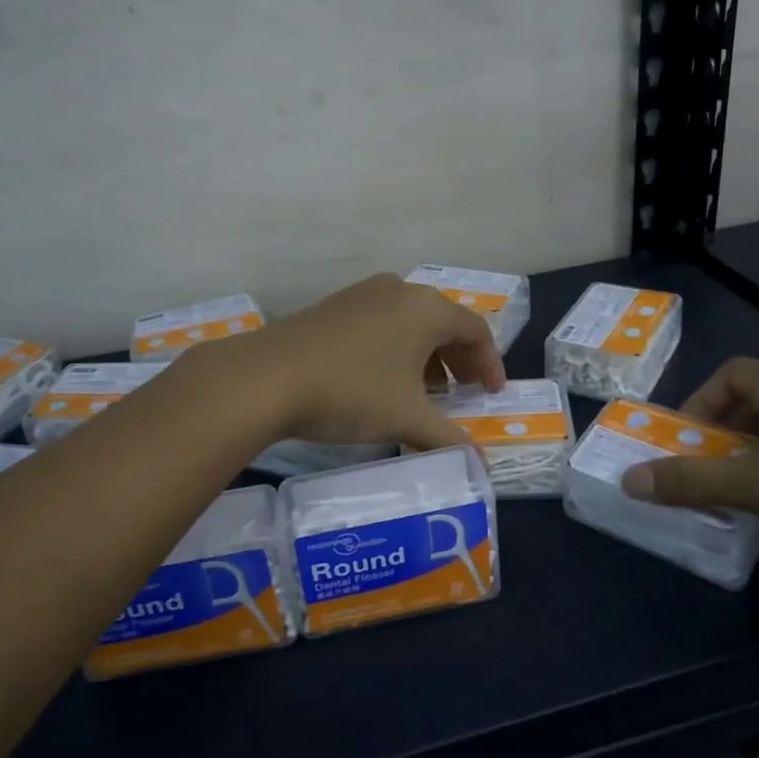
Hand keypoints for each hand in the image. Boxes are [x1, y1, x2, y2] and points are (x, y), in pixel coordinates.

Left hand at [235, 273, 506, 450]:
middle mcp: (398, 291)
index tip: (493, 394)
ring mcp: (362, 294)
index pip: (475, 329)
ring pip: (410, 323)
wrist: (265, 378)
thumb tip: (483, 467)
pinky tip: (383, 379)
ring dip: (427, 355)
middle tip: (465, 392)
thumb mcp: (407, 419)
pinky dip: (396, 349)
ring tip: (426, 391)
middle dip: (459, 359)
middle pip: (444, 322)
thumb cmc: (351, 392)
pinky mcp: (333, 306)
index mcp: (426, 308)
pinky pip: (381, 323)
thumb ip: (450, 440)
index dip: (490, 363)